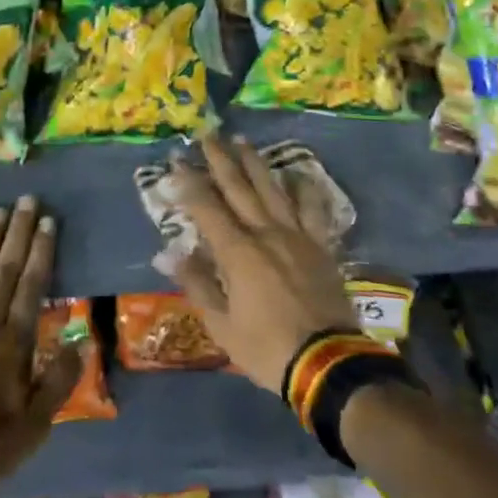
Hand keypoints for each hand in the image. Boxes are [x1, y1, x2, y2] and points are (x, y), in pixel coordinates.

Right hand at [170, 134, 357, 392]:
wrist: (328, 363)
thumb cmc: (267, 349)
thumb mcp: (222, 326)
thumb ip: (197, 284)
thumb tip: (170, 253)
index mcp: (237, 252)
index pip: (207, 207)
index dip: (190, 182)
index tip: (177, 161)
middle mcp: (265, 233)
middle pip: (239, 187)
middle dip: (220, 159)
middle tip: (208, 134)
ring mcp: (296, 235)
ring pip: (272, 189)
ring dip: (255, 163)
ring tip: (242, 141)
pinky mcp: (321, 245)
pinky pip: (312, 209)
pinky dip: (304, 189)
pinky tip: (297, 174)